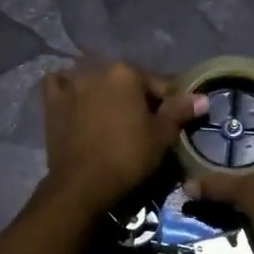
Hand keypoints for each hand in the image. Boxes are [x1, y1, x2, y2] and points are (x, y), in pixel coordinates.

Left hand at [39, 61, 205, 212]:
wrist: (83, 183)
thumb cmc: (128, 156)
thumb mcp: (162, 135)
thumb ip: (180, 111)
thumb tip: (202, 97)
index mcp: (127, 73)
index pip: (158, 84)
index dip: (170, 103)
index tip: (173, 120)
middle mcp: (97, 70)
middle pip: (126, 81)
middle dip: (136, 97)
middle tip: (143, 123)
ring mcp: (71, 85)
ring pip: (94, 80)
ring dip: (104, 91)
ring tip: (111, 115)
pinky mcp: (52, 103)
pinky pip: (60, 84)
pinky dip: (68, 87)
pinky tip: (76, 99)